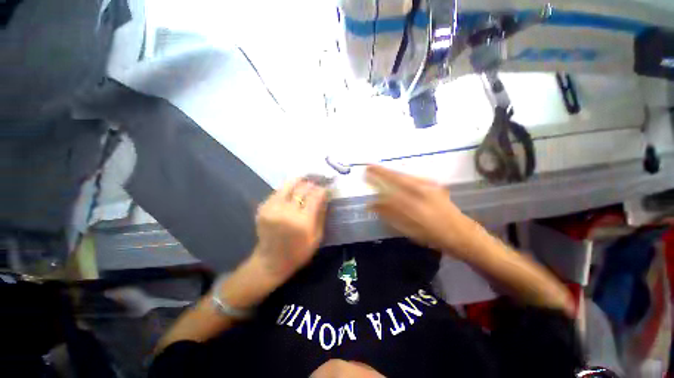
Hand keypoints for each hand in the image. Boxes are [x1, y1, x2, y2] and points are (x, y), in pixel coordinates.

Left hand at [253, 178, 328, 282]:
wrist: (271, 261)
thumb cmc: (299, 252)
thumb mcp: (317, 237)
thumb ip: (322, 214)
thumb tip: (325, 196)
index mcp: (302, 222)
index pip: (316, 195)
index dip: (323, 189)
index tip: (328, 188)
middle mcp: (286, 211)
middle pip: (303, 187)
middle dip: (313, 183)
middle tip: (319, 182)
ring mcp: (272, 207)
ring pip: (289, 184)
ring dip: (301, 181)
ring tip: (308, 182)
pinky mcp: (263, 206)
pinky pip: (279, 190)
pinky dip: (289, 188)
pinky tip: (294, 192)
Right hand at [366, 165, 478, 257]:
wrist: (460, 232)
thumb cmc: (432, 235)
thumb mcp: (409, 230)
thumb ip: (390, 215)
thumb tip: (373, 205)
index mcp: (414, 206)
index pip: (389, 190)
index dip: (377, 183)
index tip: (366, 177)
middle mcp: (422, 192)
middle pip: (397, 177)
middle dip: (382, 171)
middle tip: (369, 167)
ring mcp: (429, 186)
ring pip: (405, 175)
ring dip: (391, 172)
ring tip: (379, 169)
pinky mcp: (434, 184)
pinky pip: (412, 177)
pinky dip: (401, 175)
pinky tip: (396, 176)